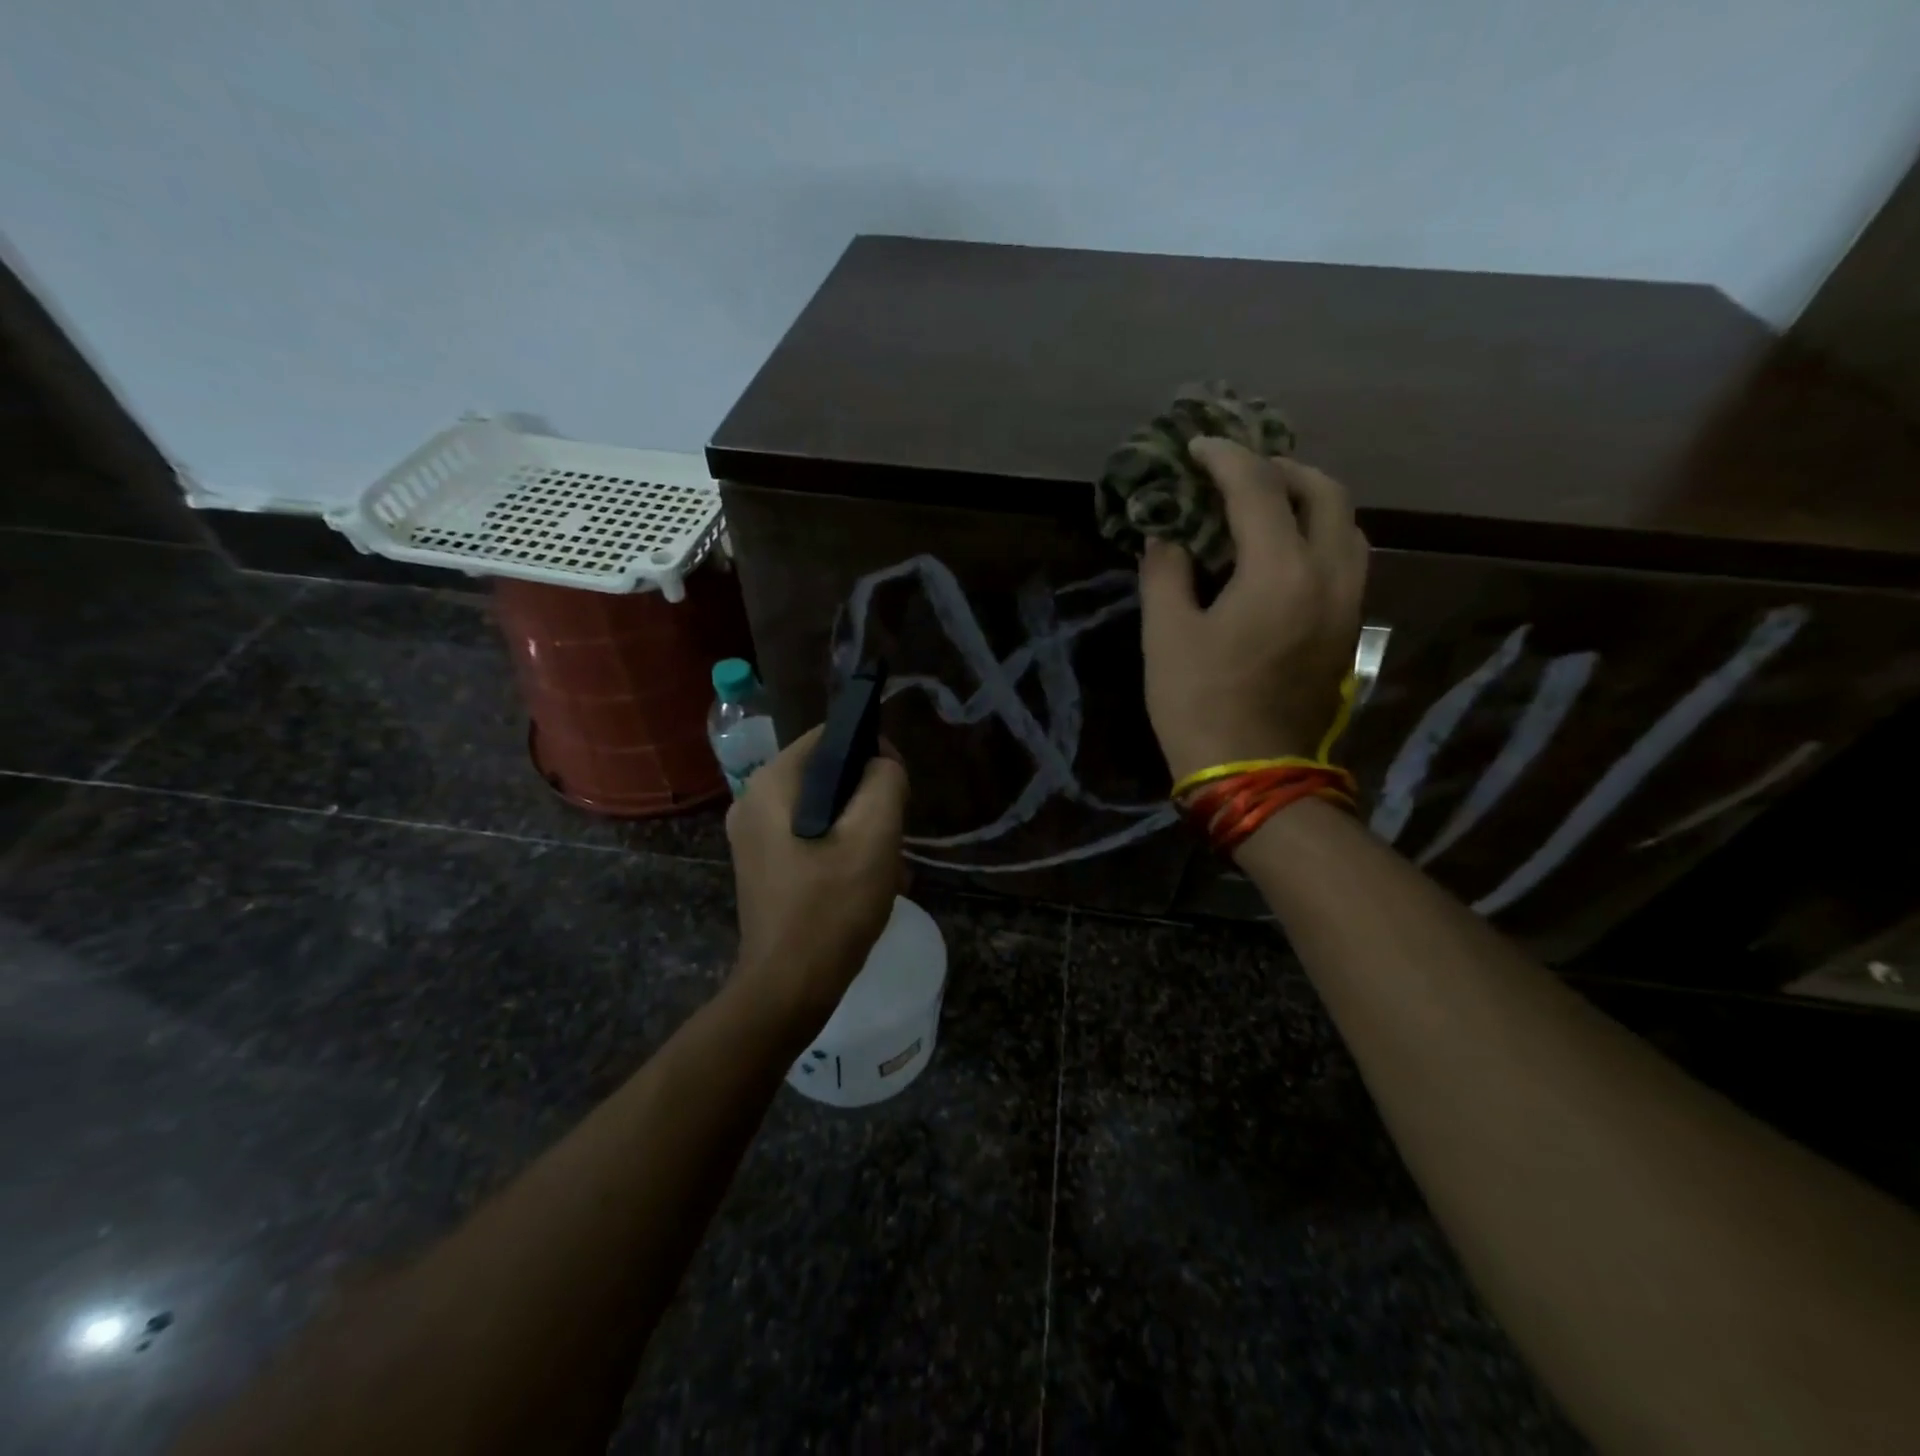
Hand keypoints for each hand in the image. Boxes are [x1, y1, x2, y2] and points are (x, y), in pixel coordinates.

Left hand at [724, 726, 909, 1039]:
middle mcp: (752, 800)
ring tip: (881, 862)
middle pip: (824, 773)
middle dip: (865, 796)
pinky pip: (807, 836)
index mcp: (771, 784)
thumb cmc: (832, 907)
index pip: (828, 737)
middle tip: (892, 833)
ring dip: (856, 826)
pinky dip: (837, 847)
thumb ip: (884, 781)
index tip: (898, 786)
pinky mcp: (761, 865)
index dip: (870, 750)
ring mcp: (751, 836)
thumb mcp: (874, 836)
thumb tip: (882, 764)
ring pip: (820, 808)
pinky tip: (860, 880)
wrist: (787, 988)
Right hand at [1139, 437, 1367, 780]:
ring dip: (1308, 500)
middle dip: (1282, 469)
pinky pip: (1346, 559)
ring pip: (1347, 525)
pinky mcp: (1348, 630)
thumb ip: (1165, 572)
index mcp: (1281, 571)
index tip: (1197, 447)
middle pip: (1325, 492)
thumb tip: (1166, 536)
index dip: (1225, 459)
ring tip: (1263, 506)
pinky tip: (1280, 552)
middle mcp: (1330, 576)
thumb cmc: (1198, 704)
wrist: (1252, 774)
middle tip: (1238, 473)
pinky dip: (1318, 535)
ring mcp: (1348, 604)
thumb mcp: (1165, 635)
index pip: (1258, 489)